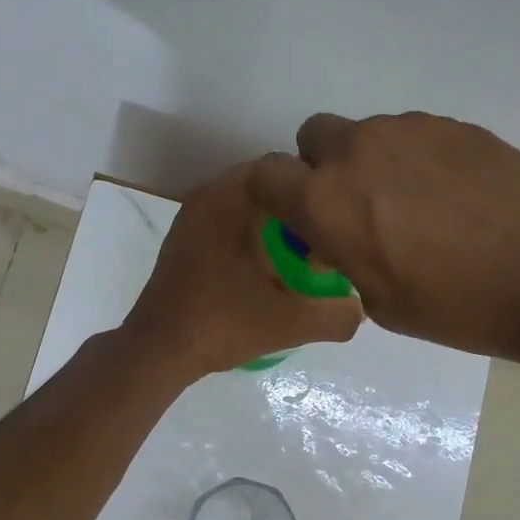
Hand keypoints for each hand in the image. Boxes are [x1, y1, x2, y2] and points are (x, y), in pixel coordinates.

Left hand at [123, 163, 364, 377]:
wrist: (159, 350)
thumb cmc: (223, 323)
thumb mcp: (292, 322)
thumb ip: (338, 314)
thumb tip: (360, 306)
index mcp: (233, 198)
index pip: (287, 169)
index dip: (317, 192)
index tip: (336, 224)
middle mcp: (209, 195)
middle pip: (269, 189)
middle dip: (298, 212)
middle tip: (323, 246)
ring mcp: (191, 217)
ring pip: (248, 207)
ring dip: (274, 227)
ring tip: (299, 261)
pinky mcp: (183, 240)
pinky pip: (228, 224)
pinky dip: (250, 238)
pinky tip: (265, 273)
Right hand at [248, 112, 519, 360]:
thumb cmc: (456, 306)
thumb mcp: (378, 300)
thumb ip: (343, 257)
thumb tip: (341, 238)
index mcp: (325, 201)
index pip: (265, 174)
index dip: (276, 195)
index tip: (302, 218)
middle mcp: (356, 152)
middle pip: (313, 136)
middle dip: (322, 166)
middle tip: (358, 205)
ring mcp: (408, 130)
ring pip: (367, 134)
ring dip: (373, 162)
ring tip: (418, 204)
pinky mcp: (453, 124)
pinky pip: (413, 135)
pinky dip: (418, 159)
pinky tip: (455, 195)